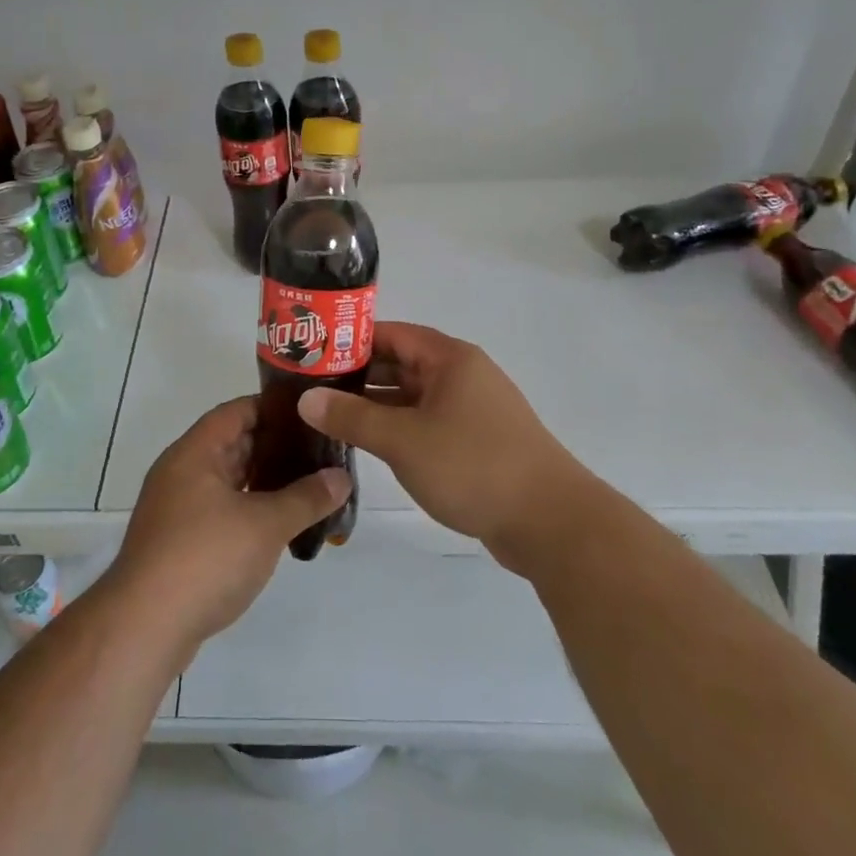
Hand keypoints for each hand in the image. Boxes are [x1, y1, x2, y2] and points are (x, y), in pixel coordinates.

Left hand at [110, 397, 351, 658]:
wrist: (144, 627)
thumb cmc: (205, 558)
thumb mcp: (266, 524)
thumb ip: (306, 497)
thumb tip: (342, 477)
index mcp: (195, 453)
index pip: (236, 411)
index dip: (272, 408)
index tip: (310, 414)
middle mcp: (181, 472)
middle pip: (232, 444)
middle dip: (274, 446)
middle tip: (319, 450)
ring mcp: (176, 508)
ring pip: (226, 480)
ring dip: (262, 481)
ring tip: (308, 484)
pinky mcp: (178, 542)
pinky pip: (219, 510)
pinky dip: (248, 509)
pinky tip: (278, 523)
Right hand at [296, 322, 590, 572]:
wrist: (550, 522)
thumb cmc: (474, 466)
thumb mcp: (403, 440)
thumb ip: (352, 418)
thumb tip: (305, 399)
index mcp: (450, 359)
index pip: (391, 333)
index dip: (350, 341)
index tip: (310, 354)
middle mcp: (462, 375)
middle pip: (401, 363)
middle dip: (358, 375)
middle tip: (310, 388)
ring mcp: (472, 409)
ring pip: (413, 396)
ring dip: (376, 404)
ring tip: (329, 415)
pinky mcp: (476, 441)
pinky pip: (427, 422)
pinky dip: (398, 427)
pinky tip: (368, 443)